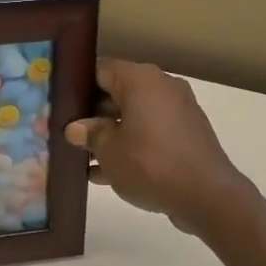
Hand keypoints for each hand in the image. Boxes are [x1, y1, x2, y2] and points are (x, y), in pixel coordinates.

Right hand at [64, 59, 256, 237]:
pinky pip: (150, 134)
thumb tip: (75, 128)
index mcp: (141, 80)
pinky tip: (106, 173)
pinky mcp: (186, 137)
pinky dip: (131, 147)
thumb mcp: (109, 150)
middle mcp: (162, 88)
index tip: (59, 105)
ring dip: (110, 135)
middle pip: (118, 93)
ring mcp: (178, 112)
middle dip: (92, 115)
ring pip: (134, 117)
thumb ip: (90, 134)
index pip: (101, 70)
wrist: (206, 195)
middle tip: (67, 134)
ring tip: (82, 158)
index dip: (77, 86)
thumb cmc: (150, 164)